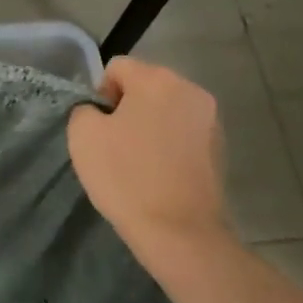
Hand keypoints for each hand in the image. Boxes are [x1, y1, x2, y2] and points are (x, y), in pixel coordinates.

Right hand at [67, 57, 229, 267]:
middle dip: (127, 107)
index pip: (117, 68)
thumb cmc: (126, 177)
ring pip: (165, 109)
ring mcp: (210, 120)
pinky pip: (182, 132)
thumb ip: (85, 108)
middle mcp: (190, 90)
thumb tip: (99, 110)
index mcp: (158, 79)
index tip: (98, 127)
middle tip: (114, 144)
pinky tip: (159, 172)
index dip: (100, 94)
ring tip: (138, 161)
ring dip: (149, 125)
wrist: (179, 233)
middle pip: (145, 85)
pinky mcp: (220, 148)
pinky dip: (168, 144)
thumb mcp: (83, 135)